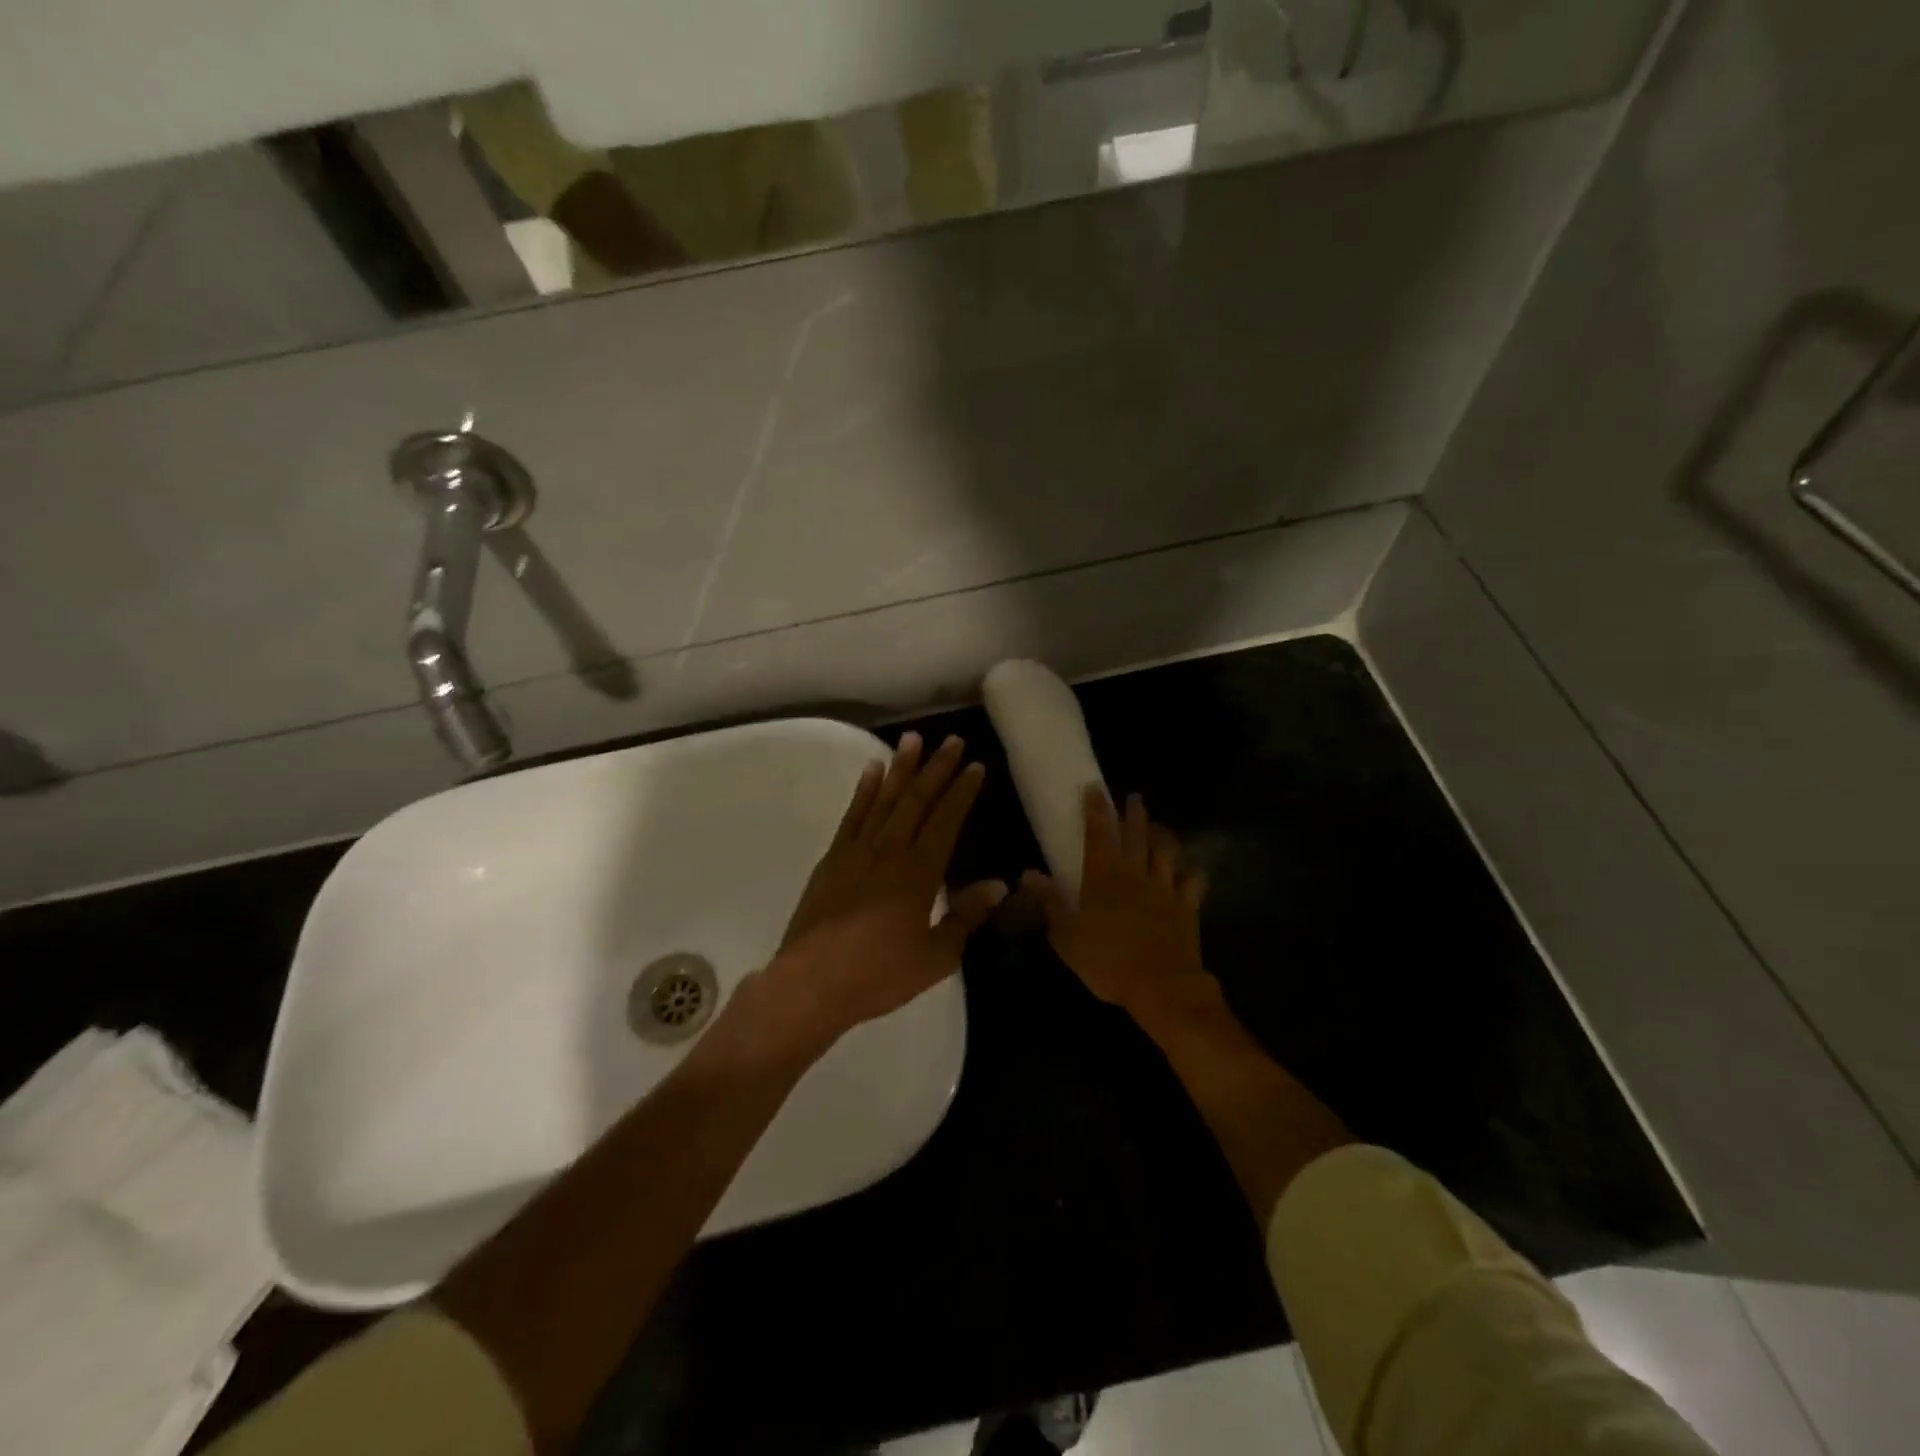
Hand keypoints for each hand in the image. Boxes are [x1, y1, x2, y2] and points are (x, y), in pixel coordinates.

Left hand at [751, 733, 1005, 1054]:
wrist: (812, 983)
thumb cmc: (879, 975)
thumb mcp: (935, 957)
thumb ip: (966, 917)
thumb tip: (998, 885)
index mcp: (919, 874)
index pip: (946, 821)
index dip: (962, 792)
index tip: (975, 766)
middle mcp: (889, 852)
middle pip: (916, 801)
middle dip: (936, 768)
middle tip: (952, 740)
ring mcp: (856, 851)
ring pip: (884, 800)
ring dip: (900, 768)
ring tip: (913, 739)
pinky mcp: (832, 859)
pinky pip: (851, 815)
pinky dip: (863, 791)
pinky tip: (872, 771)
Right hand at [1023, 788, 1214, 1030]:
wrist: (1161, 987)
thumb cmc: (1107, 962)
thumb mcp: (1067, 936)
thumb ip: (1050, 901)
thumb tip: (1028, 873)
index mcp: (1103, 877)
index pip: (1098, 834)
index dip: (1096, 810)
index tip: (1095, 788)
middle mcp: (1135, 874)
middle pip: (1135, 835)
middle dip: (1132, 814)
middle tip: (1133, 798)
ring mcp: (1164, 888)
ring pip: (1164, 852)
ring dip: (1161, 836)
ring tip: (1158, 826)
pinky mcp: (1187, 906)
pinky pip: (1191, 882)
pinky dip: (1190, 873)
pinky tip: (1190, 870)